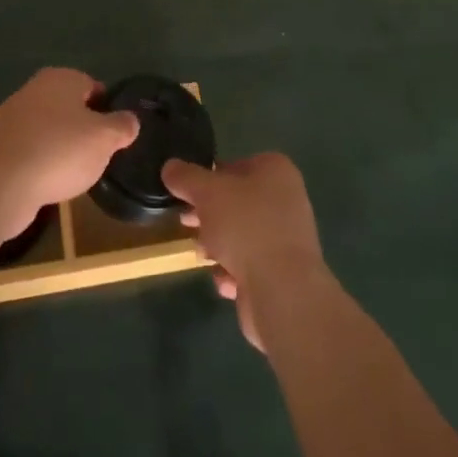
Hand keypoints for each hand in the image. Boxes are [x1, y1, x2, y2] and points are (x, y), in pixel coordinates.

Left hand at [0, 69, 137, 239]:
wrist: (4, 184)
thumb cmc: (61, 151)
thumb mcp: (105, 138)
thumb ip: (122, 126)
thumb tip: (130, 120)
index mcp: (61, 78)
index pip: (93, 86)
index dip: (107, 109)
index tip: (114, 134)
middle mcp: (35, 88)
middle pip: (70, 106)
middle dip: (84, 127)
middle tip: (98, 153)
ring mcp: (15, 115)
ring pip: (50, 126)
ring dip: (62, 144)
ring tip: (76, 171)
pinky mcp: (2, 143)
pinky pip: (32, 146)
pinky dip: (43, 159)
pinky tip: (51, 179)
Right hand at [163, 153, 327, 352]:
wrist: (283, 292)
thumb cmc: (246, 227)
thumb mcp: (207, 192)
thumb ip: (185, 177)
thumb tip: (170, 167)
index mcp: (276, 171)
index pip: (236, 164)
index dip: (209, 177)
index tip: (188, 193)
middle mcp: (286, 200)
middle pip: (237, 202)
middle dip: (209, 215)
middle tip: (186, 222)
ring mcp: (287, 239)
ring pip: (241, 235)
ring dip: (218, 246)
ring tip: (203, 255)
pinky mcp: (283, 274)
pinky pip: (250, 266)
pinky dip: (233, 272)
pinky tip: (225, 281)